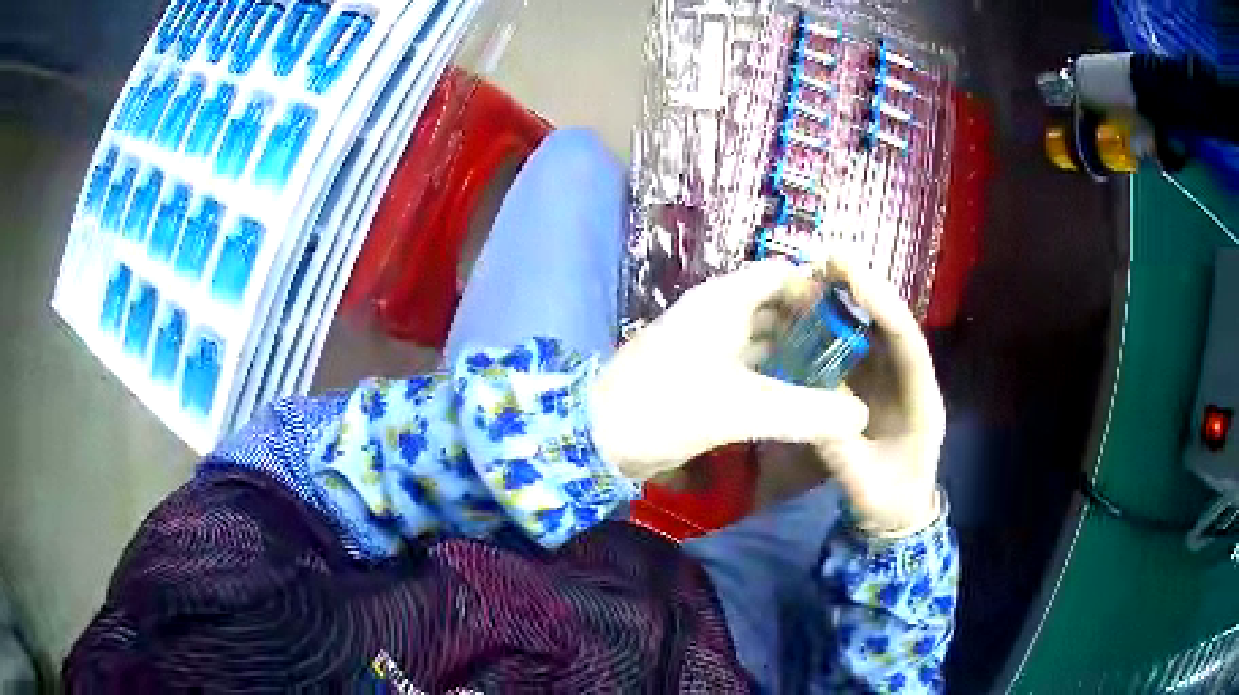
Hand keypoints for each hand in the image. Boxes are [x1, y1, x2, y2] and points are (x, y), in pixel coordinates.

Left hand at [589, 260, 869, 481]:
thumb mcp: (742, 409)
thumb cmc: (667, 407)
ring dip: (793, 354)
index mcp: (724, 301)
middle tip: (851, 354)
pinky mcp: (698, 375)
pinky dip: (772, 376)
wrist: (599, 439)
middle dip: (811, 326)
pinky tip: (797, 399)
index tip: (852, 319)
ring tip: (833, 378)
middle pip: (774, 305)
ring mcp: (705, 345)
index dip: (817, 289)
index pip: (781, 273)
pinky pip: (746, 365)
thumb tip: (861, 415)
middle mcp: (716, 314)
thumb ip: (806, 412)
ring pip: (760, 338)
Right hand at [813, 260, 945, 536]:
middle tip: (829, 255)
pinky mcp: (871, 383)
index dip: (882, 307)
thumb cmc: (888, 502)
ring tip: (815, 271)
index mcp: (922, 400)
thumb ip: (839, 447)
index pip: (908, 344)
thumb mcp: (863, 483)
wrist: (896, 515)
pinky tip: (808, 310)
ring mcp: (890, 379)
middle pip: (892, 323)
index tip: (851, 275)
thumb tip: (804, 406)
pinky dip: (833, 327)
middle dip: (865, 286)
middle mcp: (909, 379)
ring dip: (847, 299)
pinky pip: (854, 348)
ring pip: (873, 330)